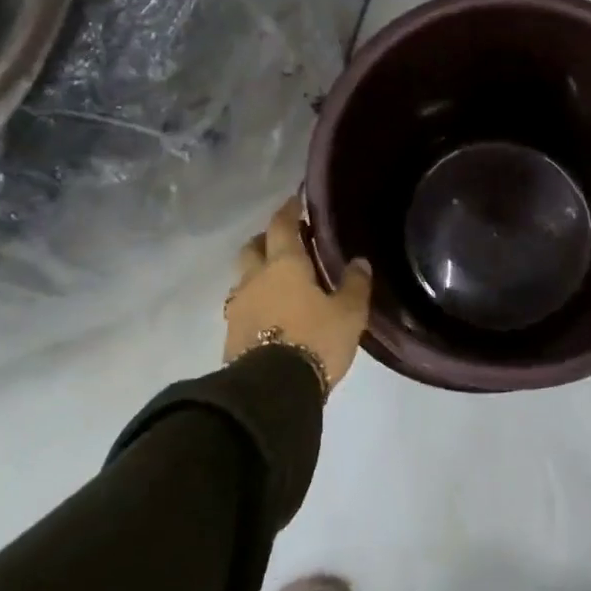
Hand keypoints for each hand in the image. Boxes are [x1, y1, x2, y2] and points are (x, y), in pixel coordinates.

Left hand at [225, 197, 371, 394]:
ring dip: (258, 273)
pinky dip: (255, 301)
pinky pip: (242, 306)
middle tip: (286, 242)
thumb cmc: (314, 340)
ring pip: (244, 277)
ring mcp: (238, 306)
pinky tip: (269, 313)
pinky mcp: (231, 334)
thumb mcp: (348, 313)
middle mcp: (256, 278)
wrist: (271, 390)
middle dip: (267, 239)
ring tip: (278, 282)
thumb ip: (355, 285)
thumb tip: (359, 261)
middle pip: (253, 247)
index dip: (288, 211)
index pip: (281, 225)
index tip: (294, 201)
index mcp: (284, 264)